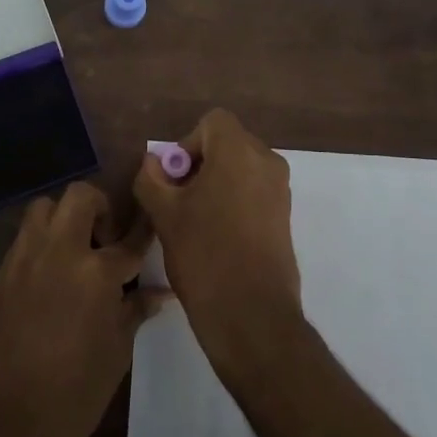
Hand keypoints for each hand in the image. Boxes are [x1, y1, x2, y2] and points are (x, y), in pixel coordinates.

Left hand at [0, 181, 160, 436]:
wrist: (8, 421)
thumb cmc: (75, 392)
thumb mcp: (117, 351)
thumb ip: (135, 310)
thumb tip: (158, 292)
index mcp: (96, 272)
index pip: (130, 238)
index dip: (144, 229)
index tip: (153, 223)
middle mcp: (60, 251)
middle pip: (80, 197)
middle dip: (100, 208)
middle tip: (106, 240)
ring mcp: (26, 258)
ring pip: (45, 208)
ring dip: (64, 218)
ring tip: (75, 251)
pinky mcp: (2, 273)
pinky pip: (25, 237)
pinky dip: (42, 242)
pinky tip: (52, 275)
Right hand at [132, 109, 301, 369]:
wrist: (252, 314)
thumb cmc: (204, 254)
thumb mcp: (164, 215)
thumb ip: (151, 178)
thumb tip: (153, 163)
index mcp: (239, 151)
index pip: (212, 123)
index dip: (187, 145)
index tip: (175, 181)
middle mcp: (267, 162)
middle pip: (227, 144)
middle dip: (200, 165)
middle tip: (179, 201)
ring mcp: (280, 190)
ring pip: (241, 170)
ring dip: (216, 184)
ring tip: (195, 222)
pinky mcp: (285, 217)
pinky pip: (254, 192)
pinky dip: (234, 202)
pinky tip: (217, 237)